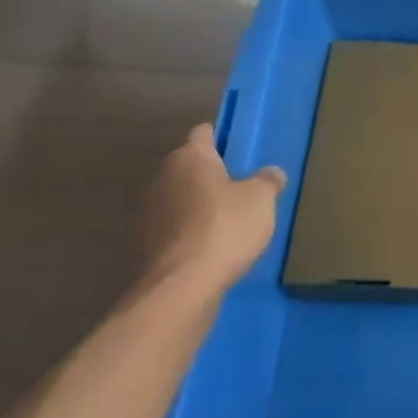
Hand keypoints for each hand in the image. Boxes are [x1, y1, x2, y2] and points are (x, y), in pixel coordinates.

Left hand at [143, 125, 285, 295]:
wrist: (183, 285)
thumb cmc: (226, 227)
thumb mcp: (262, 199)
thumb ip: (268, 180)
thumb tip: (271, 173)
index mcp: (190, 157)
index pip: (204, 133)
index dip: (221, 138)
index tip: (239, 149)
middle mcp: (163, 176)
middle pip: (189, 165)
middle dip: (210, 173)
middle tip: (240, 185)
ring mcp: (150, 210)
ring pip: (180, 196)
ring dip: (198, 202)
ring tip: (228, 217)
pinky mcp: (146, 242)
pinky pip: (174, 224)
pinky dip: (189, 228)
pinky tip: (212, 243)